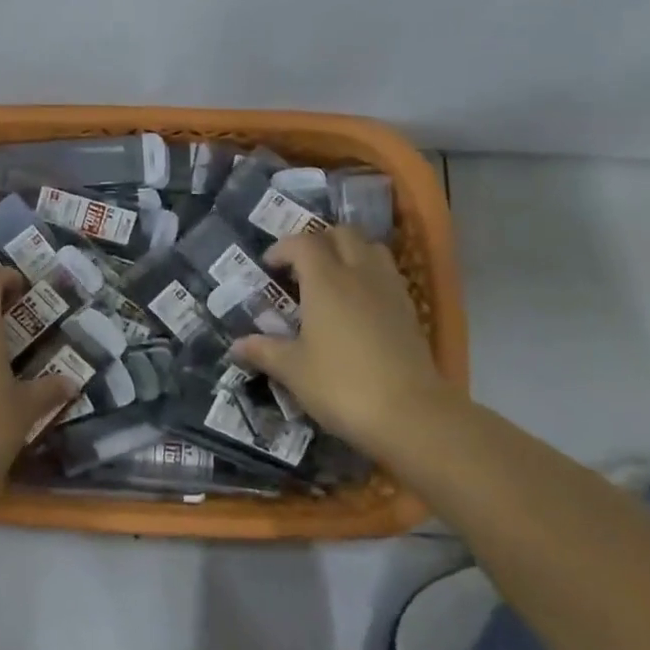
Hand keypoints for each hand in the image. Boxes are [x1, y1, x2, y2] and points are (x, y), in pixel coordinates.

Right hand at [232, 227, 455, 459]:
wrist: (412, 416)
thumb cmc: (342, 386)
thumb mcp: (294, 371)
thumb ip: (265, 351)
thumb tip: (237, 345)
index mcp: (325, 281)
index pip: (302, 243)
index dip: (282, 248)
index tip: (269, 266)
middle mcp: (359, 274)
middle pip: (342, 234)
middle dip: (319, 241)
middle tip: (301, 266)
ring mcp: (390, 290)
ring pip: (371, 248)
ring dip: (350, 252)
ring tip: (333, 277)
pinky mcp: (410, 310)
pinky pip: (388, 274)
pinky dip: (370, 275)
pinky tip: (359, 304)